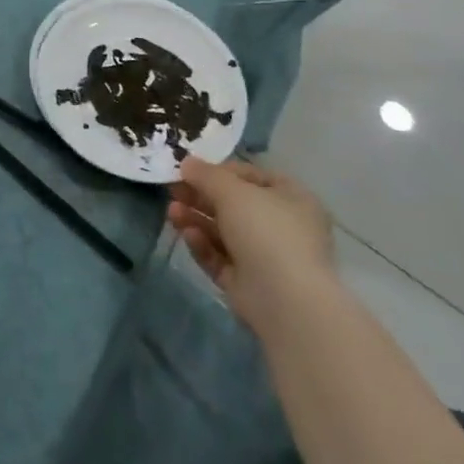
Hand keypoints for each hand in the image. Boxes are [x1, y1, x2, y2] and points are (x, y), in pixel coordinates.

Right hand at [167, 157, 334, 333]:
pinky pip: (221, 258)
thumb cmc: (266, 231)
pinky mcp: (249, 284)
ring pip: (224, 232)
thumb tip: (186, 162)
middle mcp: (282, 227)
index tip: (191, 170)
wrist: (286, 302)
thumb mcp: (232, 191)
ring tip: (172, 213)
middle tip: (173, 190)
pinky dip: (204, 246)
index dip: (219, 171)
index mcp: (292, 199)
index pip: (252, 177)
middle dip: (201, 197)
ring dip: (196, 219)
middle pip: (233, 205)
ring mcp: (266, 258)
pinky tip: (188, 236)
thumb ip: (206, 175)